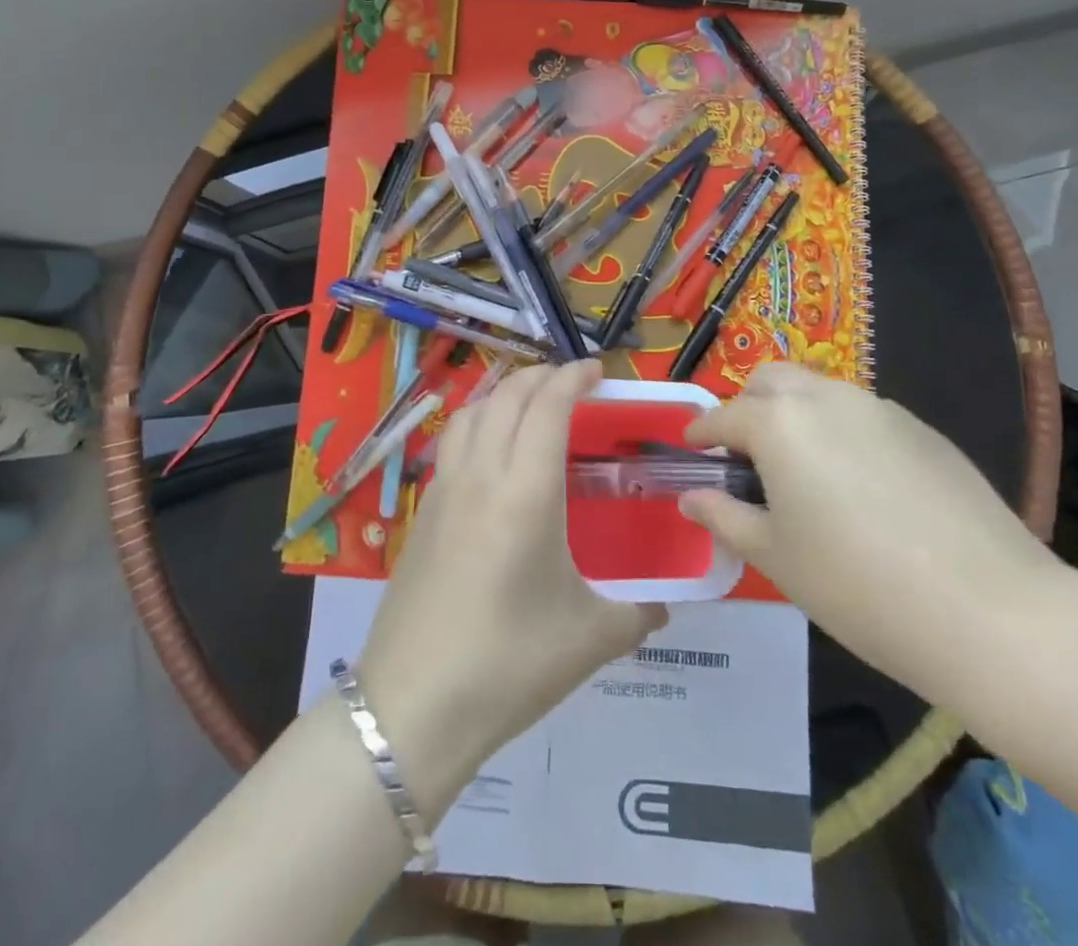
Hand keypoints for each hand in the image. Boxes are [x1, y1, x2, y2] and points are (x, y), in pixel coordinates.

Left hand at [360, 360, 665, 814]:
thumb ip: (637, 615)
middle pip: (507, 397)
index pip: (548, 407)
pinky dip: (475, 423)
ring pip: (470, 413)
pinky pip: (451, 444)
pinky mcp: (421, 514)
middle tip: (570, 382)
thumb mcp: (589, 640)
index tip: (596, 370)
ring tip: (526, 402)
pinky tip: (488, 453)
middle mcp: (482, 475)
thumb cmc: (510, 664)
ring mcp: (444, 491)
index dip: (572, 377)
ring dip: (502, 393)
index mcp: (527, 492)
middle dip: (540, 376)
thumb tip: (663, 607)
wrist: (413, 707)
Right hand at [681, 363, 1059, 701]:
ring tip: (803, 472)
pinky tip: (861, 488)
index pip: (723, 417)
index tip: (691, 450)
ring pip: (820, 391)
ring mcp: (880, 409)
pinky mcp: (923, 430)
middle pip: (771, 381)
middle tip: (747, 457)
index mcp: (779, 423)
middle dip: (748, 407)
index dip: (700, 433)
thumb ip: (725, 518)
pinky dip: (842, 432)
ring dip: (796, 415)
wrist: (990, 610)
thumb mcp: (775, 557)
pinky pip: (864, 416)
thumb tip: (692, 497)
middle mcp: (826, 399)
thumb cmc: (857, 585)